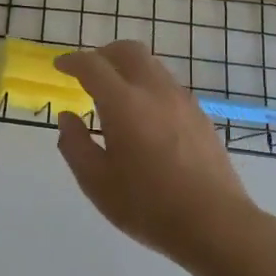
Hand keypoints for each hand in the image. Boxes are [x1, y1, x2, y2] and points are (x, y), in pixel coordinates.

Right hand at [54, 41, 258, 270]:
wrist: (215, 224)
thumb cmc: (147, 206)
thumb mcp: (96, 182)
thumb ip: (75, 145)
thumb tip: (68, 117)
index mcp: (124, 104)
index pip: (93, 66)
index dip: (72, 61)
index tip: (60, 67)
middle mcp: (155, 91)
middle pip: (128, 51)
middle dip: (103, 54)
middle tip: (87, 73)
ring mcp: (183, 101)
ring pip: (152, 65)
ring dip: (127, 69)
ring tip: (114, 95)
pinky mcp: (200, 116)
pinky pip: (168, 85)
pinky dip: (148, 86)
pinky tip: (143, 116)